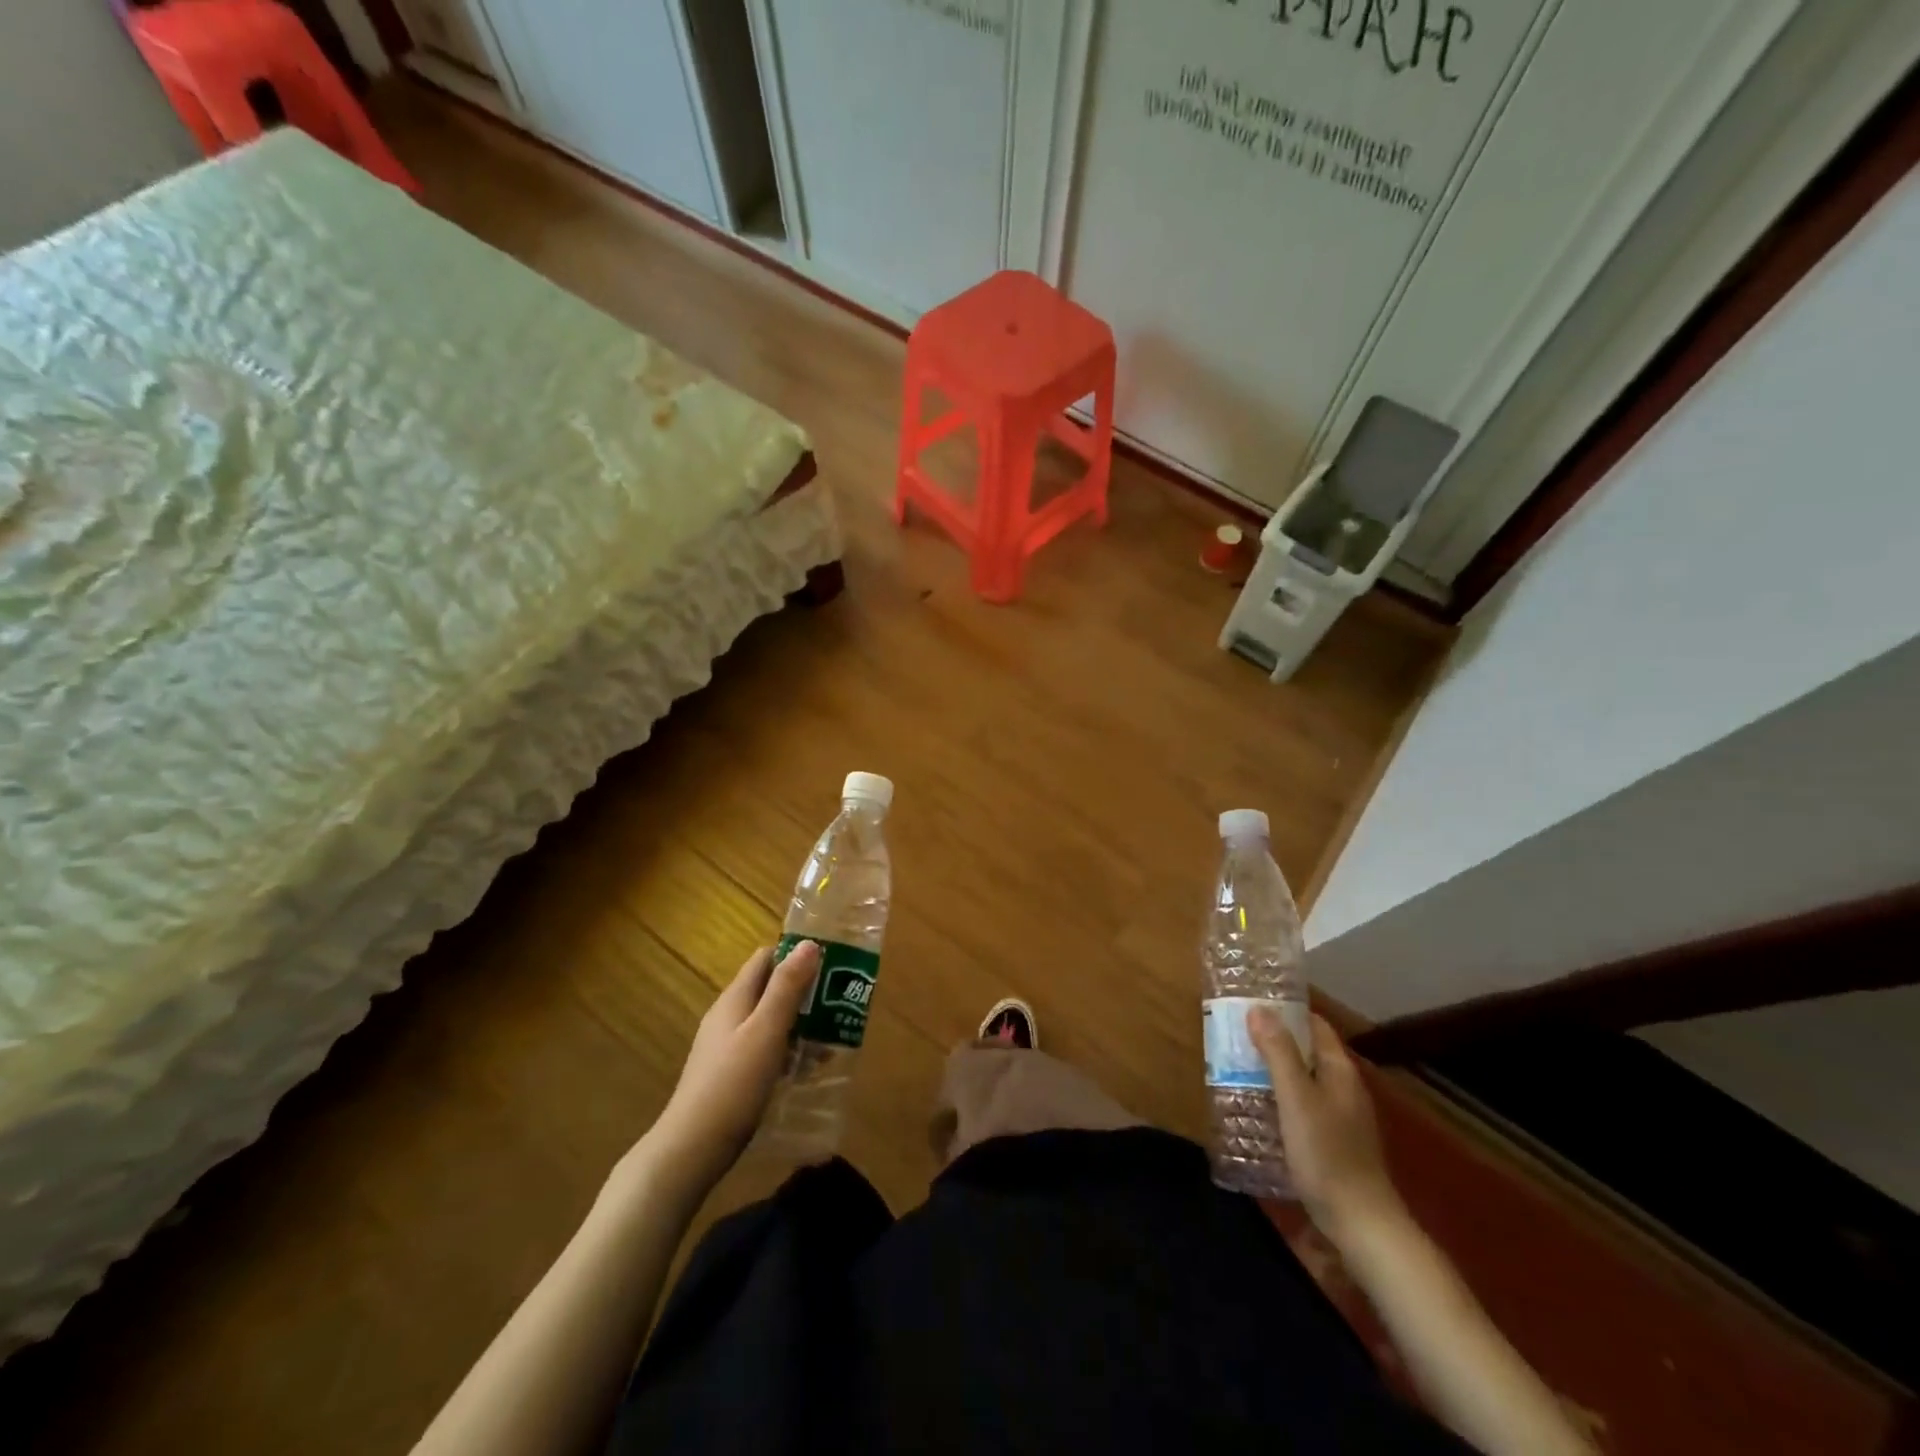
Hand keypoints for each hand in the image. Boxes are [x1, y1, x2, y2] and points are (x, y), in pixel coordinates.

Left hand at [652, 941, 820, 1188]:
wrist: (692, 1149)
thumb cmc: (733, 1084)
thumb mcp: (766, 1031)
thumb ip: (787, 988)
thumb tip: (809, 943)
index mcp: (735, 998)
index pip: (766, 958)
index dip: (796, 955)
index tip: (830, 964)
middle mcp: (729, 1016)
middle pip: (770, 989)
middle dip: (805, 993)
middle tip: (839, 1003)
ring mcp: (727, 1046)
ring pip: (770, 1021)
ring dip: (800, 1025)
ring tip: (833, 1039)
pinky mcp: (731, 1074)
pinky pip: (766, 1049)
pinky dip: (788, 1051)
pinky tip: (807, 1070)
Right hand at [1249, 1009, 1405, 1248]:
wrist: (1361, 1224)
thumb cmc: (1326, 1154)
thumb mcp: (1296, 1098)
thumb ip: (1278, 1052)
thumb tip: (1258, 1008)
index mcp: (1339, 1071)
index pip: (1315, 1025)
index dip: (1286, 1010)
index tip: (1251, 1002)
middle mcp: (1343, 1087)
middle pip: (1307, 1050)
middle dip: (1274, 1039)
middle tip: (1234, 1033)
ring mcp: (1340, 1116)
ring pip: (1303, 1078)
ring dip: (1274, 1068)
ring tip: (1236, 1064)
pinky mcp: (1332, 1141)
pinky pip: (1302, 1104)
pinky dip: (1280, 1096)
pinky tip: (1257, 1106)